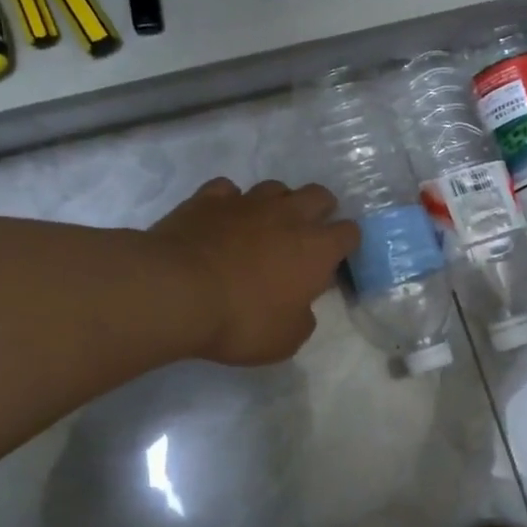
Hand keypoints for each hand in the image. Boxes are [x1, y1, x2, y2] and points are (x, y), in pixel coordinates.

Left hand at [150, 179, 359, 366]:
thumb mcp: (285, 339)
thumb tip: (301, 307)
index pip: (349, 233)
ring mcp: (247, 201)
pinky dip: (229, 202)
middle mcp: (288, 215)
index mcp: (316, 249)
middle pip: (319, 195)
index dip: (346, 244)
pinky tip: (222, 219)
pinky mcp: (208, 198)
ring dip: (277, 203)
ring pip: (275, 187)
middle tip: (307, 233)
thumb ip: (302, 319)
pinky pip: (228, 190)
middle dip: (320, 210)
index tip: (335, 260)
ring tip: (265, 225)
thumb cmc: (241, 320)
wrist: (177, 292)